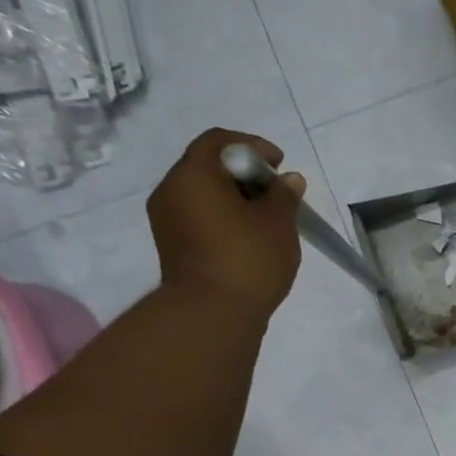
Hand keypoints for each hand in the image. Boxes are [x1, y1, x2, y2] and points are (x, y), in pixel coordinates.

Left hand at [147, 128, 304, 320]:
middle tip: (276, 193)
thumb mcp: (278, 223)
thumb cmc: (248, 258)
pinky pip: (199, 217)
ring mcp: (167, 219)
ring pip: (203, 194)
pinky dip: (223, 217)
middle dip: (244, 174)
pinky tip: (249, 237)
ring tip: (266, 218)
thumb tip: (288, 180)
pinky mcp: (172, 245)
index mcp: (194, 175)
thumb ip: (284, 195)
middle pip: (208, 167)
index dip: (252, 146)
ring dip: (234, 198)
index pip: (218, 141)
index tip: (279, 164)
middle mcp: (171, 190)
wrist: (212, 313)